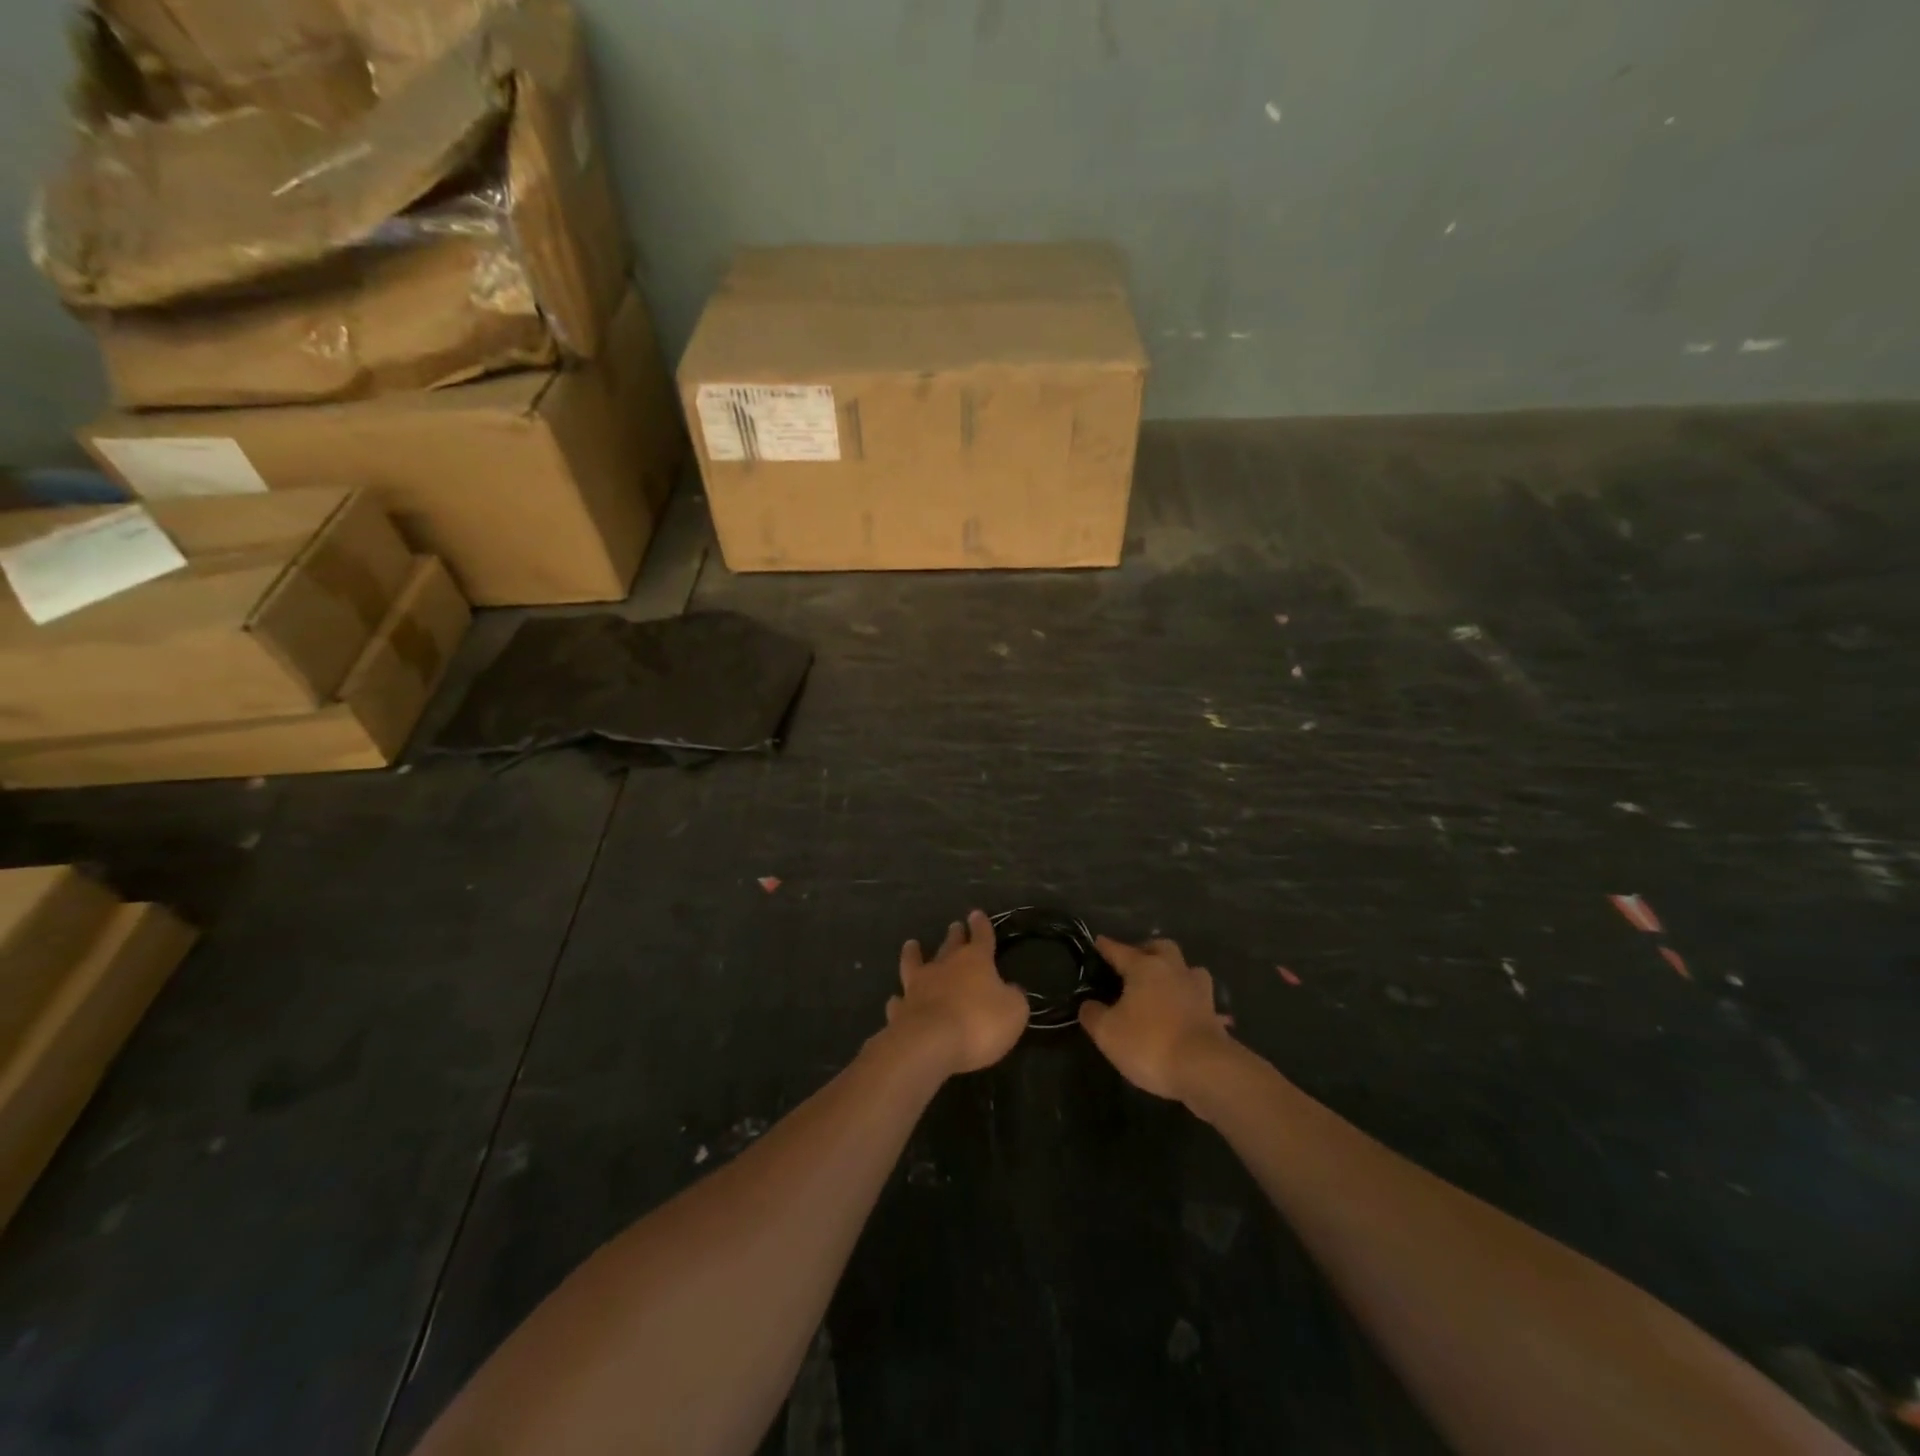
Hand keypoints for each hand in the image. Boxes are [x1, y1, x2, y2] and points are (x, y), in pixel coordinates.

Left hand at [886, 911, 1028, 1076]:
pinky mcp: (900, 1011)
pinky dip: (898, 999)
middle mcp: (944, 966)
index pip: (981, 937)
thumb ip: (1013, 997)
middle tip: (954, 926)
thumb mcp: (1014, 1011)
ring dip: (913, 954)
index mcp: (975, 961)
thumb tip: (1011, 989)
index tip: (976, 914)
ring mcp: (918, 986)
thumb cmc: (979, 1023)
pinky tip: (895, 999)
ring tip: (911, 944)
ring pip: (914, 963)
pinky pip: (899, 1002)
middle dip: (954, 935)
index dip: (981, 926)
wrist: (930, 1043)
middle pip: (949, 945)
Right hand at [1079, 936, 1234, 1099]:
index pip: (1119, 950)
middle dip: (1147, 950)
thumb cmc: (1149, 1043)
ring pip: (1189, 970)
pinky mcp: (1214, 1015)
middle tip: (1136, 963)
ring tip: (1165, 986)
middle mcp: (1173, 970)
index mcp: (1144, 968)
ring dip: (1177, 973)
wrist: (1205, 1069)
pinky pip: (1203, 1003)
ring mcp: (1199, 991)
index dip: (1106, 946)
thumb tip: (1089, 1004)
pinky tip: (1191, 1015)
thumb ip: (1093, 1014)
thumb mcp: (1107, 1032)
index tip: (1098, 941)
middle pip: (1161, 947)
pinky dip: (1195, 1005)